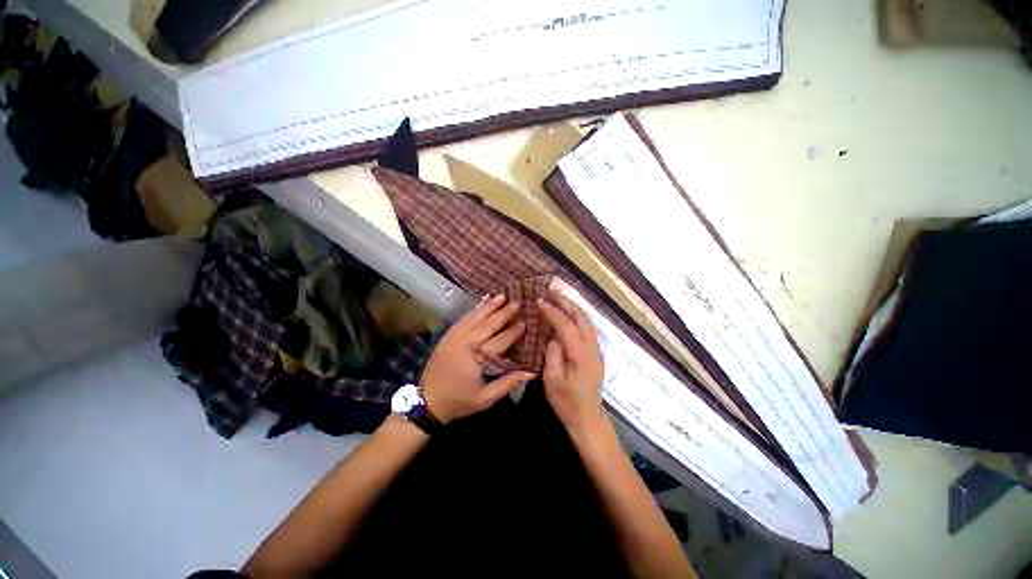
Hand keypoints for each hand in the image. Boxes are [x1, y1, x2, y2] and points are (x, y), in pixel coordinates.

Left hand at [420, 294, 535, 423]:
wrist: (427, 402)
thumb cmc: (459, 401)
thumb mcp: (486, 398)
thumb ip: (508, 383)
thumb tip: (531, 372)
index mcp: (476, 357)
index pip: (500, 340)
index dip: (514, 331)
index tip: (525, 322)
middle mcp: (465, 342)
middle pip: (488, 324)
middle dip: (503, 312)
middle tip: (517, 302)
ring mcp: (454, 336)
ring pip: (474, 317)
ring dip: (489, 306)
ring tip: (501, 296)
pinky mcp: (447, 335)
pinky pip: (463, 319)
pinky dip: (474, 309)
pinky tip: (482, 303)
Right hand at [538, 287, 605, 434]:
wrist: (588, 418)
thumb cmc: (567, 402)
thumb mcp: (552, 379)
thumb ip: (552, 353)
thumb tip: (553, 334)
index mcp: (580, 355)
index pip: (566, 325)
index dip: (552, 311)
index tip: (539, 301)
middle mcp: (592, 348)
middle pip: (581, 318)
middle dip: (566, 302)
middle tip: (551, 290)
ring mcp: (596, 350)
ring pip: (586, 321)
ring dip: (573, 307)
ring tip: (558, 297)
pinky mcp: (596, 353)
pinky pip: (587, 328)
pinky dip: (577, 316)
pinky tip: (569, 313)